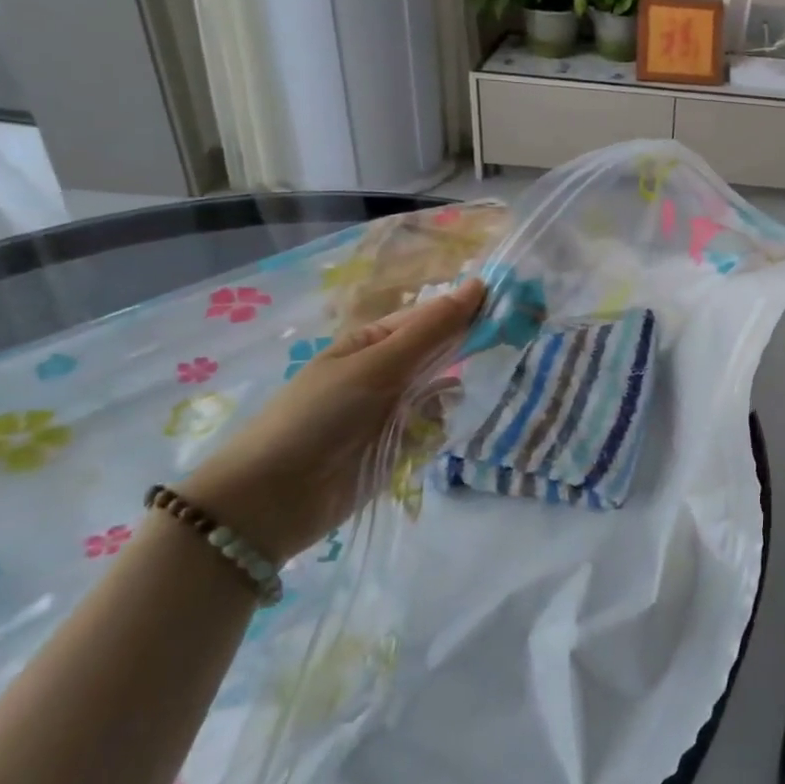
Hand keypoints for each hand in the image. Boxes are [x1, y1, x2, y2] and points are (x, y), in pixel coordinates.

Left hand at [181, 278, 484, 560]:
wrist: (273, 499)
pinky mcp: (398, 446)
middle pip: (439, 352)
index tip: (512, 308)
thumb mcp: (377, 365)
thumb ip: (431, 330)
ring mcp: (392, 410)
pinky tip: (428, 436)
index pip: (430, 316)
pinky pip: (434, 427)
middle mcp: (384, 371)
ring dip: (449, 396)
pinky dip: (437, 429)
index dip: (466, 309)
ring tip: (444, 405)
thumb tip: (479, 284)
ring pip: (443, 391)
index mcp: (372, 342)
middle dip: (464, 351)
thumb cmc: (320, 416)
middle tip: (503, 350)